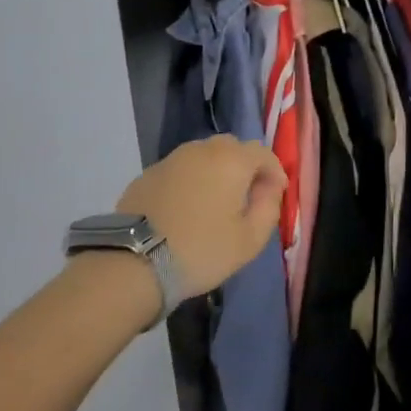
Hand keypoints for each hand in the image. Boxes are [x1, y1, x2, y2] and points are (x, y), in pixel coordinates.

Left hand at [116, 136, 284, 297]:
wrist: (134, 262)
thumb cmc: (202, 250)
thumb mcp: (250, 239)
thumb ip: (269, 207)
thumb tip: (269, 188)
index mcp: (231, 160)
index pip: (263, 153)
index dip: (274, 172)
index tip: (275, 195)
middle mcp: (201, 149)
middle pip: (232, 148)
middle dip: (244, 167)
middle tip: (245, 197)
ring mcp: (171, 159)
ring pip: (203, 156)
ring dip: (215, 172)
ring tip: (214, 203)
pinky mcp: (147, 174)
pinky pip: (179, 170)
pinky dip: (189, 181)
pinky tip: (185, 208)